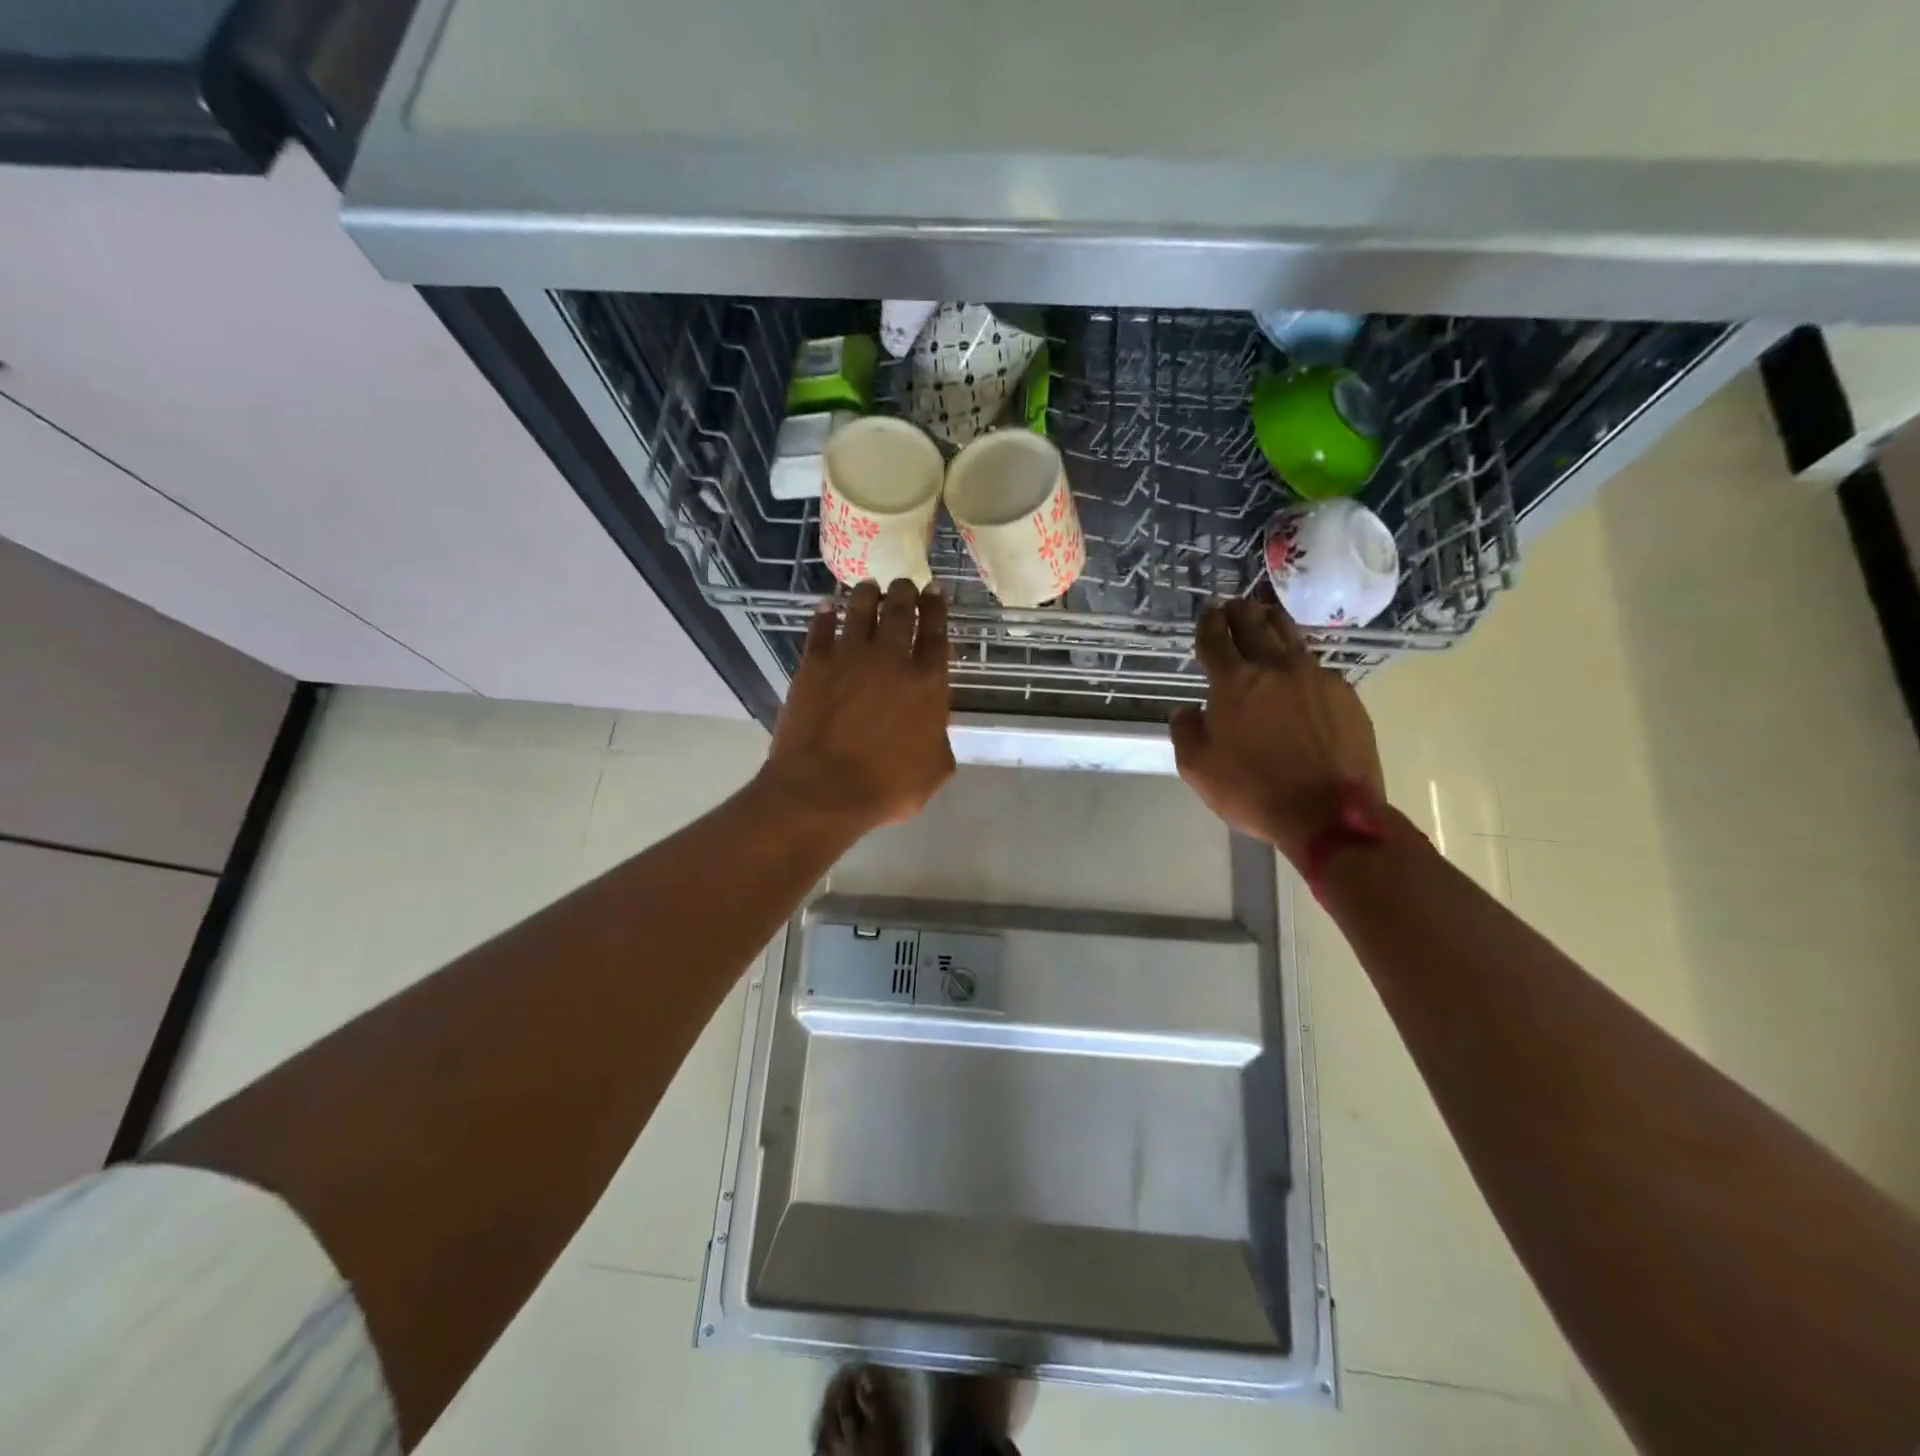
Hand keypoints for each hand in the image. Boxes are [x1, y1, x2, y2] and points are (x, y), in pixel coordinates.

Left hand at [762, 579, 955, 832]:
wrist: (823, 790)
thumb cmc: (886, 787)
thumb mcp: (934, 770)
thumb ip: (938, 739)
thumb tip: (932, 728)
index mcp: (927, 683)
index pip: (936, 633)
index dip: (937, 607)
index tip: (935, 590)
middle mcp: (891, 659)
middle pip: (900, 611)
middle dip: (905, 591)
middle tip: (904, 583)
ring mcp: (849, 658)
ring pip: (860, 610)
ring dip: (867, 594)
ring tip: (869, 586)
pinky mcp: (814, 665)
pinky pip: (821, 630)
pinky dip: (825, 615)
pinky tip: (827, 607)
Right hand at [1171, 598, 1384, 866]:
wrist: (1329, 813)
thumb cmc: (1253, 790)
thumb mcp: (1198, 768)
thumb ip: (1186, 731)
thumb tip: (1187, 711)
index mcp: (1234, 682)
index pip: (1215, 638)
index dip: (1208, 623)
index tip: (1207, 614)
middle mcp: (1275, 668)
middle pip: (1255, 625)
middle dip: (1239, 612)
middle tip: (1233, 606)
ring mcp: (1315, 677)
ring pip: (1291, 636)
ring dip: (1273, 622)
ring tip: (1266, 617)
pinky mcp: (1345, 694)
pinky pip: (1316, 666)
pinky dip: (1299, 661)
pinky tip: (1298, 672)